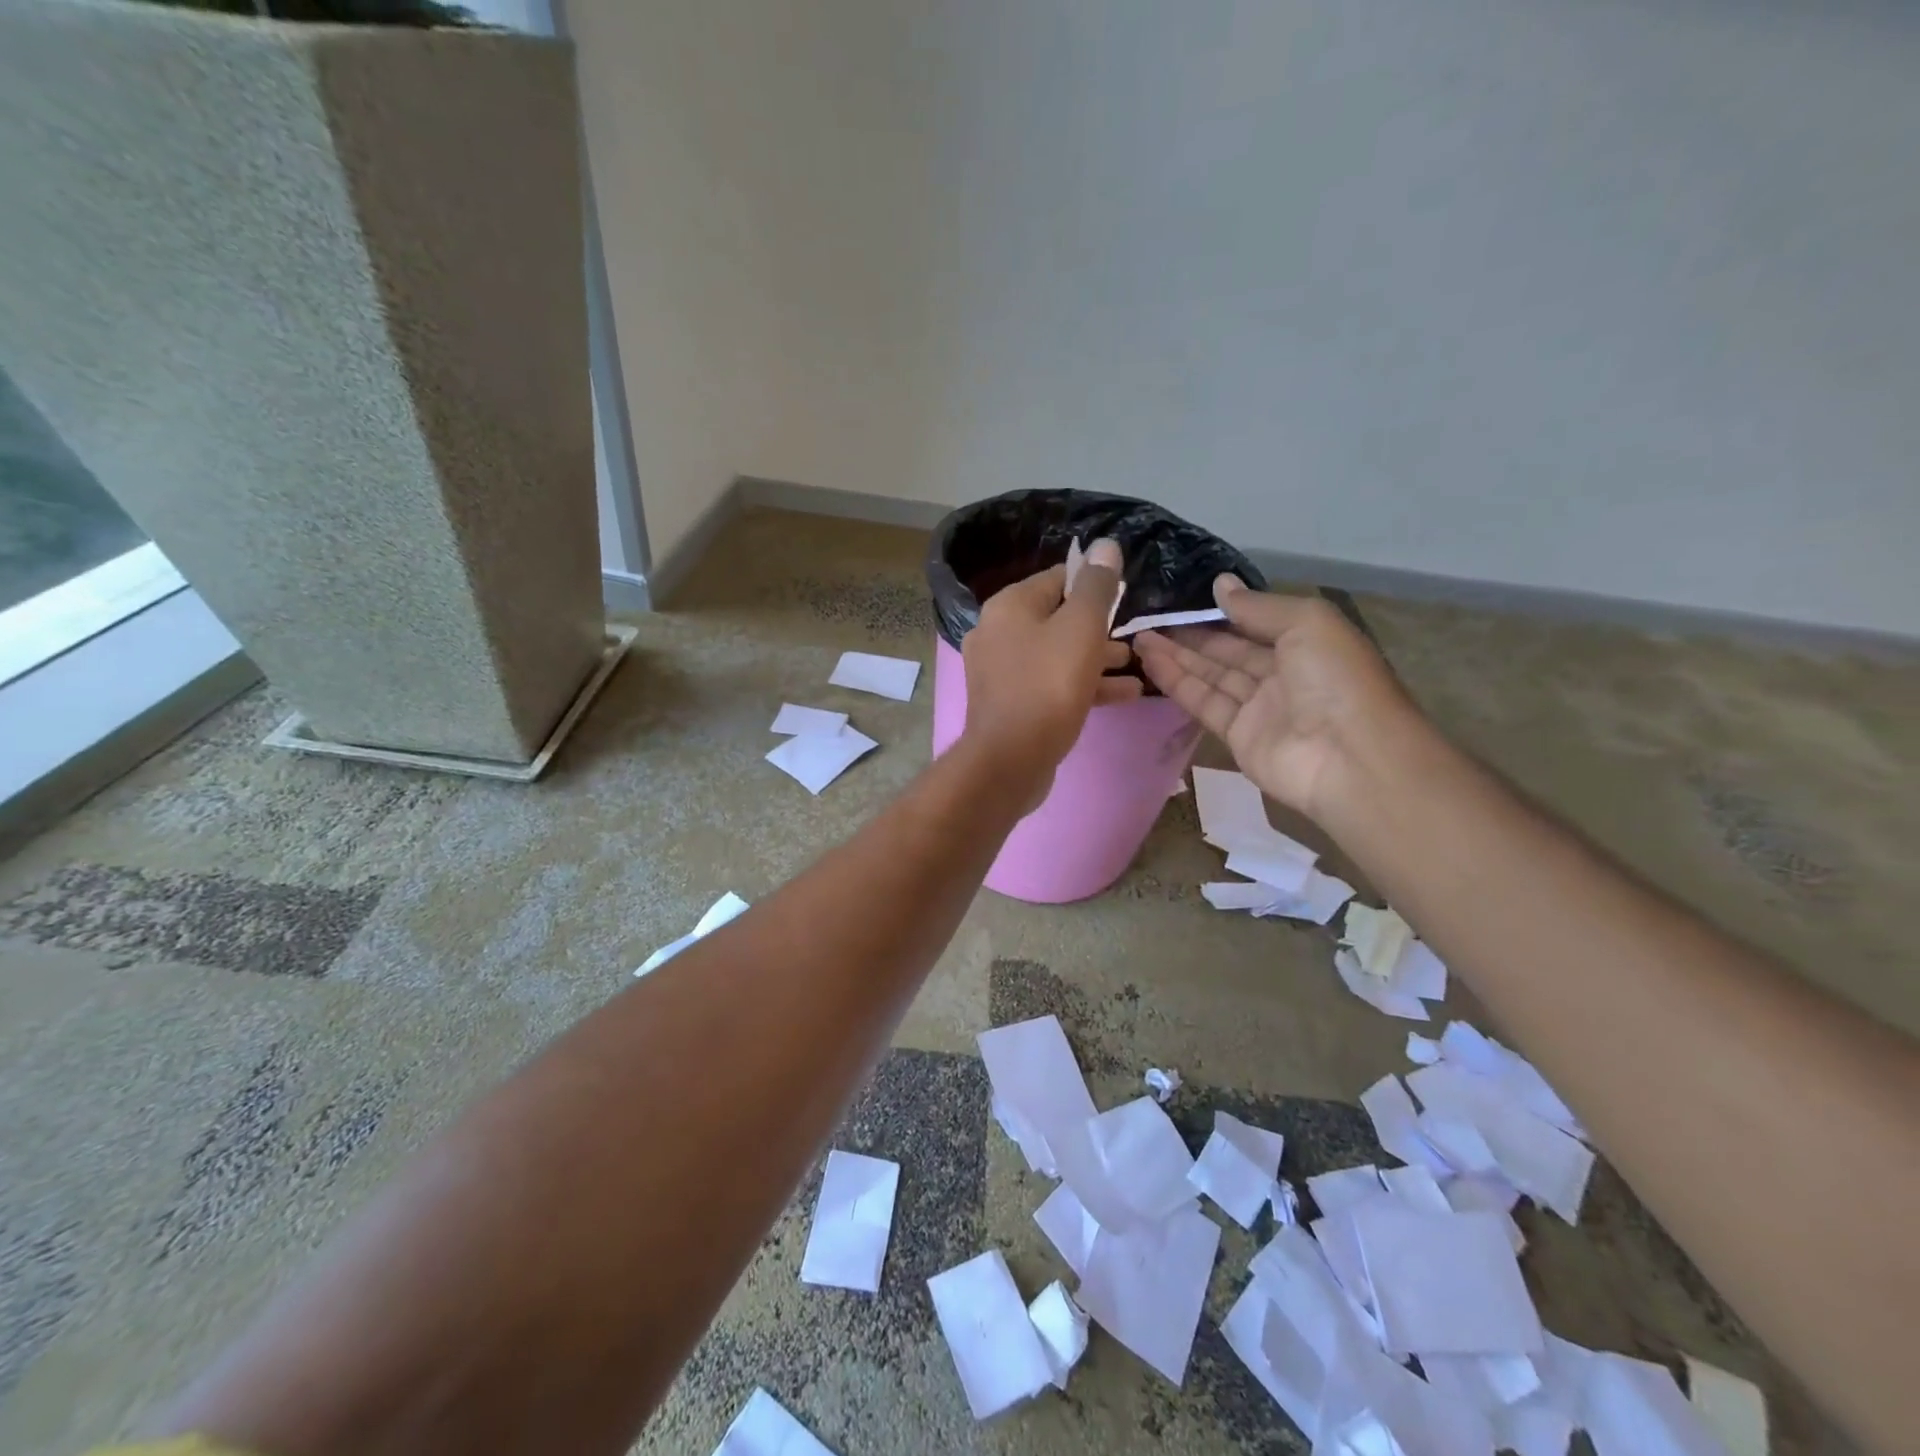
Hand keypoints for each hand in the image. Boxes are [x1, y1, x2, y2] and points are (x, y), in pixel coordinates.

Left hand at [960, 537, 1141, 807]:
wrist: (1010, 760)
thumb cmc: (1048, 686)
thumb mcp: (1081, 628)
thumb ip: (1097, 587)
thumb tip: (1105, 545)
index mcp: (1009, 606)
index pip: (1058, 578)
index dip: (1095, 584)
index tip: (1126, 598)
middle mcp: (998, 632)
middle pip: (1057, 618)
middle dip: (1099, 626)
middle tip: (1135, 636)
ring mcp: (1001, 671)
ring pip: (1057, 654)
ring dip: (1098, 657)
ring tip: (1137, 664)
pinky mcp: (1011, 704)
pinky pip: (1051, 684)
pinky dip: (1084, 685)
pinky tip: (1125, 693)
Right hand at [1133, 575, 1413, 819]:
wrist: (1349, 759)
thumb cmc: (1336, 679)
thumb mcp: (1306, 623)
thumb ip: (1258, 606)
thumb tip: (1220, 584)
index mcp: (1307, 643)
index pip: (1256, 624)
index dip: (1221, 612)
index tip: (1182, 598)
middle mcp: (1282, 674)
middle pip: (1228, 651)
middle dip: (1190, 635)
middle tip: (1149, 618)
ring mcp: (1258, 708)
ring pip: (1211, 676)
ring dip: (1176, 656)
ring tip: (1139, 637)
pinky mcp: (1237, 736)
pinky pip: (1204, 703)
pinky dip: (1177, 683)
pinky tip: (1151, 663)